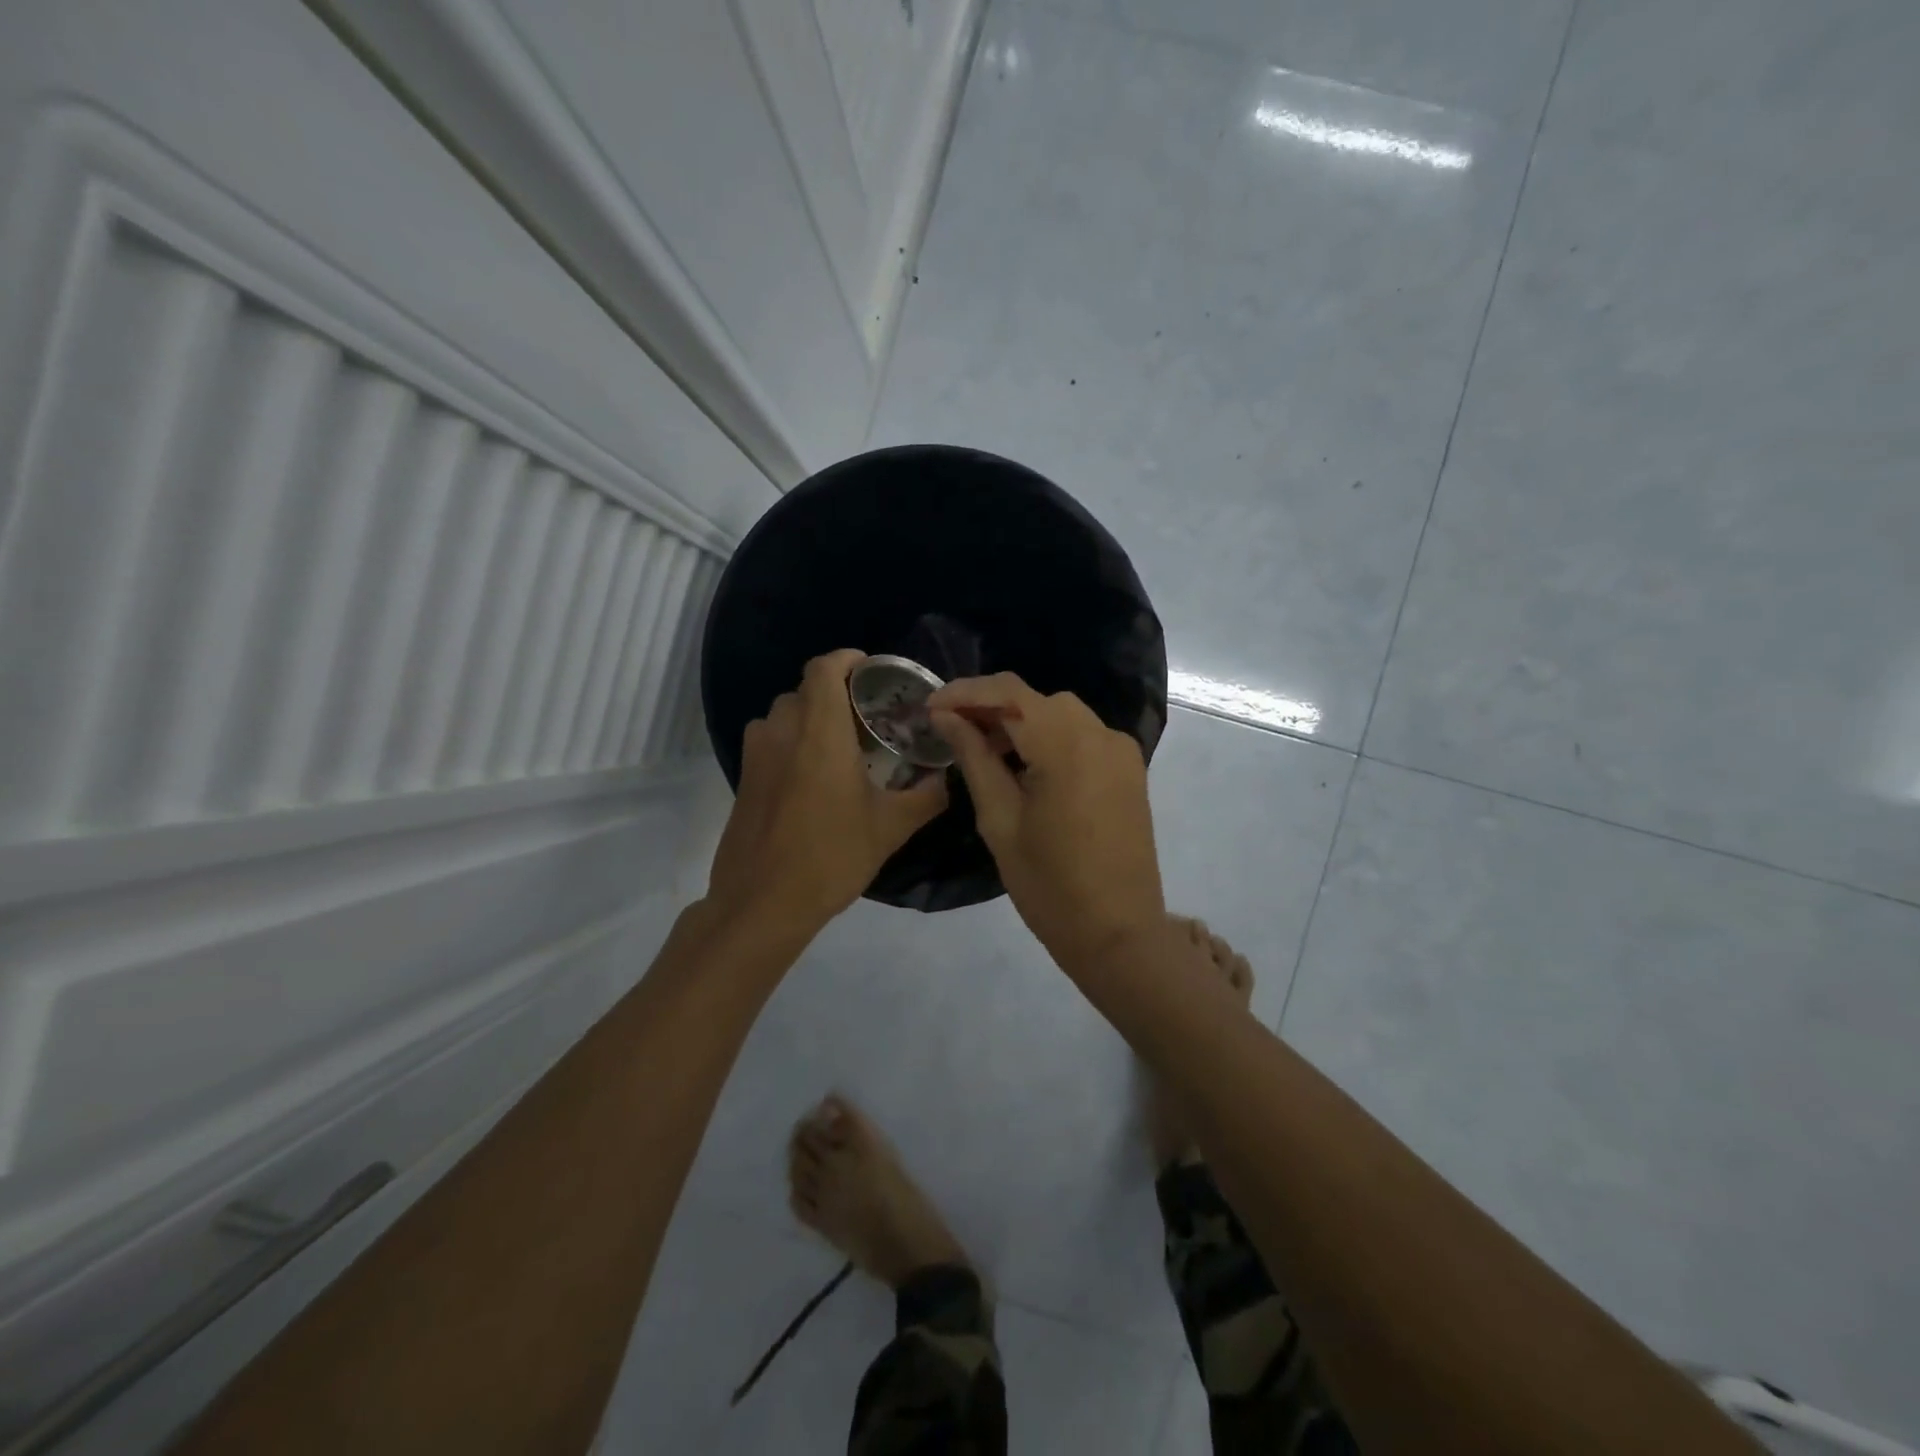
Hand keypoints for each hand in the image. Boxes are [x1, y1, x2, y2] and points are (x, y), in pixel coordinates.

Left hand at [706, 649, 948, 936]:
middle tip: (869, 718)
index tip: (873, 670)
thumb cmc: (830, 857)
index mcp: (819, 733)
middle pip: (806, 690)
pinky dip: (794, 741)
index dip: (848, 659)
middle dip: (837, 693)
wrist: (761, 904)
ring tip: (843, 745)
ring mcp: (756, 754)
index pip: (824, 668)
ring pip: (785, 714)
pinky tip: (816, 777)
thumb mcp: (890, 828)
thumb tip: (948, 778)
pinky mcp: (744, 778)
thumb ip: (926, 796)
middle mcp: (782, 731)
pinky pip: (771, 740)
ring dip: (813, 717)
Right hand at [929, 673, 1164, 969]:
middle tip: (951, 731)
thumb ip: (975, 759)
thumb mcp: (1000, 821)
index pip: (1009, 692)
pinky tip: (1024, 764)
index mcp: (1067, 744)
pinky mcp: (1128, 769)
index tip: (930, 707)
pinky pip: (1081, 735)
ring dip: (1020, 721)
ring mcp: (1120, 750)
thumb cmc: (1049, 885)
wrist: (1119, 933)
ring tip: (983, 749)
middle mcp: (1100, 734)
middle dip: (990, 707)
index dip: (965, 692)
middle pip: (1036, 699)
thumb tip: (947, 718)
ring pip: (1060, 714)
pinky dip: (1048, 737)